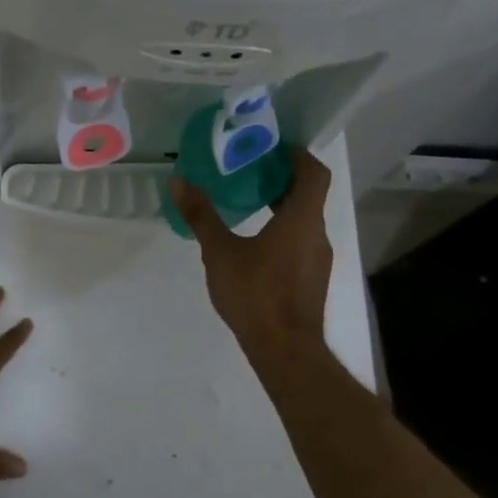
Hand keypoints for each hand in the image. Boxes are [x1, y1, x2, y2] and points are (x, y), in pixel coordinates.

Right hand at [172, 147, 333, 357]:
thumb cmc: (255, 294)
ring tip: (248, 204)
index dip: (298, 155)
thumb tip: (179, 181)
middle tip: (250, 171)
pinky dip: (283, 232)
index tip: (274, 147)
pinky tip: (255, 245)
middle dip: (282, 180)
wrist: (285, 350)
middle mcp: (317, 234)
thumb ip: (201, 216)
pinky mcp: (312, 280)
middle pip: (308, 195)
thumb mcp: (220, 253)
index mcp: (302, 219)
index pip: (314, 173)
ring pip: (304, 221)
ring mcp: (318, 260)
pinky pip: (300, 243)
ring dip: (282, 207)